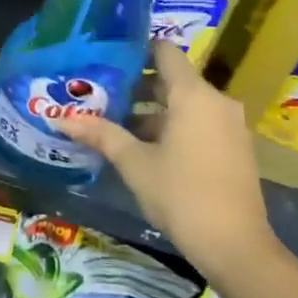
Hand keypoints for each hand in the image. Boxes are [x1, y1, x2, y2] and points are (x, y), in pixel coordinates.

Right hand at [52, 40, 271, 283]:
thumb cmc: (182, 195)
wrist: (236, 247)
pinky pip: (199, 123)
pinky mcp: (235, 148)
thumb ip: (101, 135)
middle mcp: (216, 101)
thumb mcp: (135, 163)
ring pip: (185, 104)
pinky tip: (144, 148)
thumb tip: (61, 119)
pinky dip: (173, 126)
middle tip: (101, 93)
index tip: (107, 58)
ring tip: (115, 124)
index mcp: (193, 94)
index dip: (136, 50)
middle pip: (172, 79)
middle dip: (137, 86)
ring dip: (152, 111)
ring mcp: (229, 125)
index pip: (164, 51)